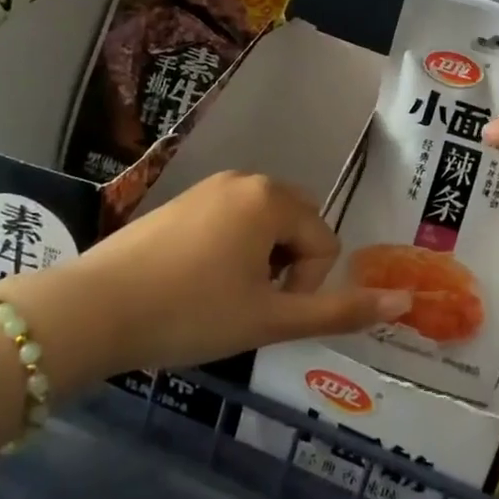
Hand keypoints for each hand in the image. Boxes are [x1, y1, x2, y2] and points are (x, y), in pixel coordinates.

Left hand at [13, 172, 411, 383]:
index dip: (305, 286)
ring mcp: (209, 187)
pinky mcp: (181, 201)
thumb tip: (404, 302)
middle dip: (286, 268)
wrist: (93, 310)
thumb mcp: (270, 319)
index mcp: (272, 198)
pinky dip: (229, 252)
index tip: (264, 313)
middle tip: (246, 305)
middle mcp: (245, 179)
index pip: (324, 243)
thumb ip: (340, 310)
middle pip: (297, 226)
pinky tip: (194, 283)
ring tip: (220, 297)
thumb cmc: (191, 313)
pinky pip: (230, 222)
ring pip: (263, 226)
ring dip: (259, 262)